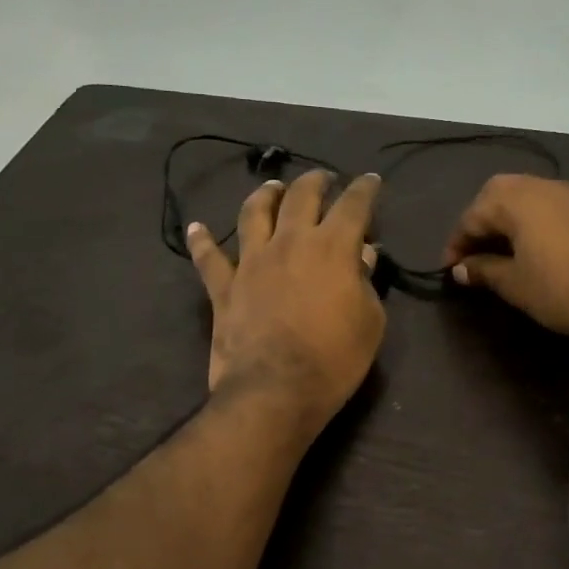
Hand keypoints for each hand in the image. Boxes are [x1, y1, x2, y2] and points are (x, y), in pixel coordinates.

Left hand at [188, 170, 385, 431]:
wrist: (276, 391)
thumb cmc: (335, 359)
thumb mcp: (370, 322)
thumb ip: (365, 282)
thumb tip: (362, 255)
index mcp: (332, 247)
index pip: (353, 205)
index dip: (365, 189)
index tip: (371, 180)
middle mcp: (290, 242)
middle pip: (302, 197)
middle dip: (316, 181)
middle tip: (324, 178)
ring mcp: (252, 262)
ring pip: (255, 213)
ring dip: (266, 195)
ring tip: (273, 187)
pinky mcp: (224, 287)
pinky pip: (209, 258)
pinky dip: (202, 241)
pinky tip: (197, 228)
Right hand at [443, 175, 568, 342]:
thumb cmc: (561, 287)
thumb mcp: (514, 283)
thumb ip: (483, 270)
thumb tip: (461, 269)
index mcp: (515, 198)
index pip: (472, 215)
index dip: (457, 244)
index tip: (450, 270)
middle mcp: (539, 186)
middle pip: (496, 197)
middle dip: (479, 225)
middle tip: (472, 256)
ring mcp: (566, 195)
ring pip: (522, 200)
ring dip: (504, 223)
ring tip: (496, 255)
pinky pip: (544, 209)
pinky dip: (527, 225)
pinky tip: (527, 251)